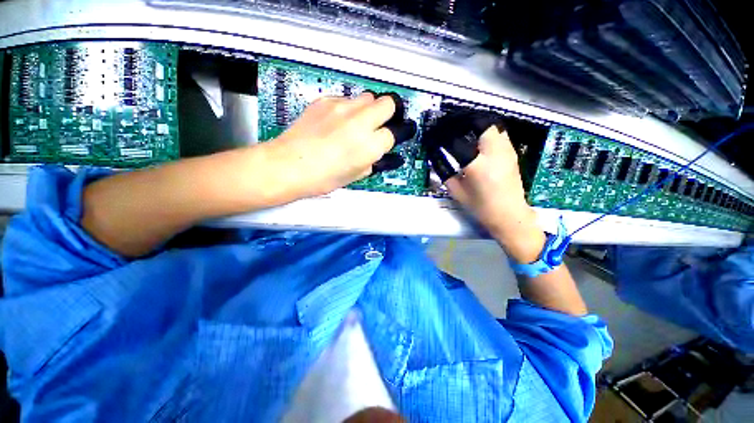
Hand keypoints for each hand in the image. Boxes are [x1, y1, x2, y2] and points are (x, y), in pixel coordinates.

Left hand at [263, 92, 397, 200]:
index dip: (392, 138)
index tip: (388, 140)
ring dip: (369, 109)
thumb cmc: (320, 177)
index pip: (394, 133)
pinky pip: (346, 99)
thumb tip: (381, 154)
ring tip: (358, 124)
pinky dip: (348, 109)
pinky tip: (338, 122)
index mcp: (368, 146)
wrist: (288, 165)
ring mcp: (341, 108)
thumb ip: (373, 161)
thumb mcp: (355, 175)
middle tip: (380, 125)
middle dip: (388, 114)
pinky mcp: (325, 101)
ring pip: (368, 97)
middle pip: (388, 104)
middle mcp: (359, 122)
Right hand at [445, 127, 546, 262]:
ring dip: (478, 126)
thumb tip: (437, 158)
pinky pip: (500, 135)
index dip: (445, 135)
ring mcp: (507, 152)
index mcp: (478, 165)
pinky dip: (488, 133)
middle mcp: (495, 153)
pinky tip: (479, 143)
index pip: (458, 140)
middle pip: (482, 124)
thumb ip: (446, 173)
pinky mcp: (513, 154)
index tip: (438, 136)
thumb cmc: (481, 207)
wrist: (510, 215)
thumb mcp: (457, 192)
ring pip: (494, 126)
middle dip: (466, 122)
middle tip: (455, 128)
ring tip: (466, 133)